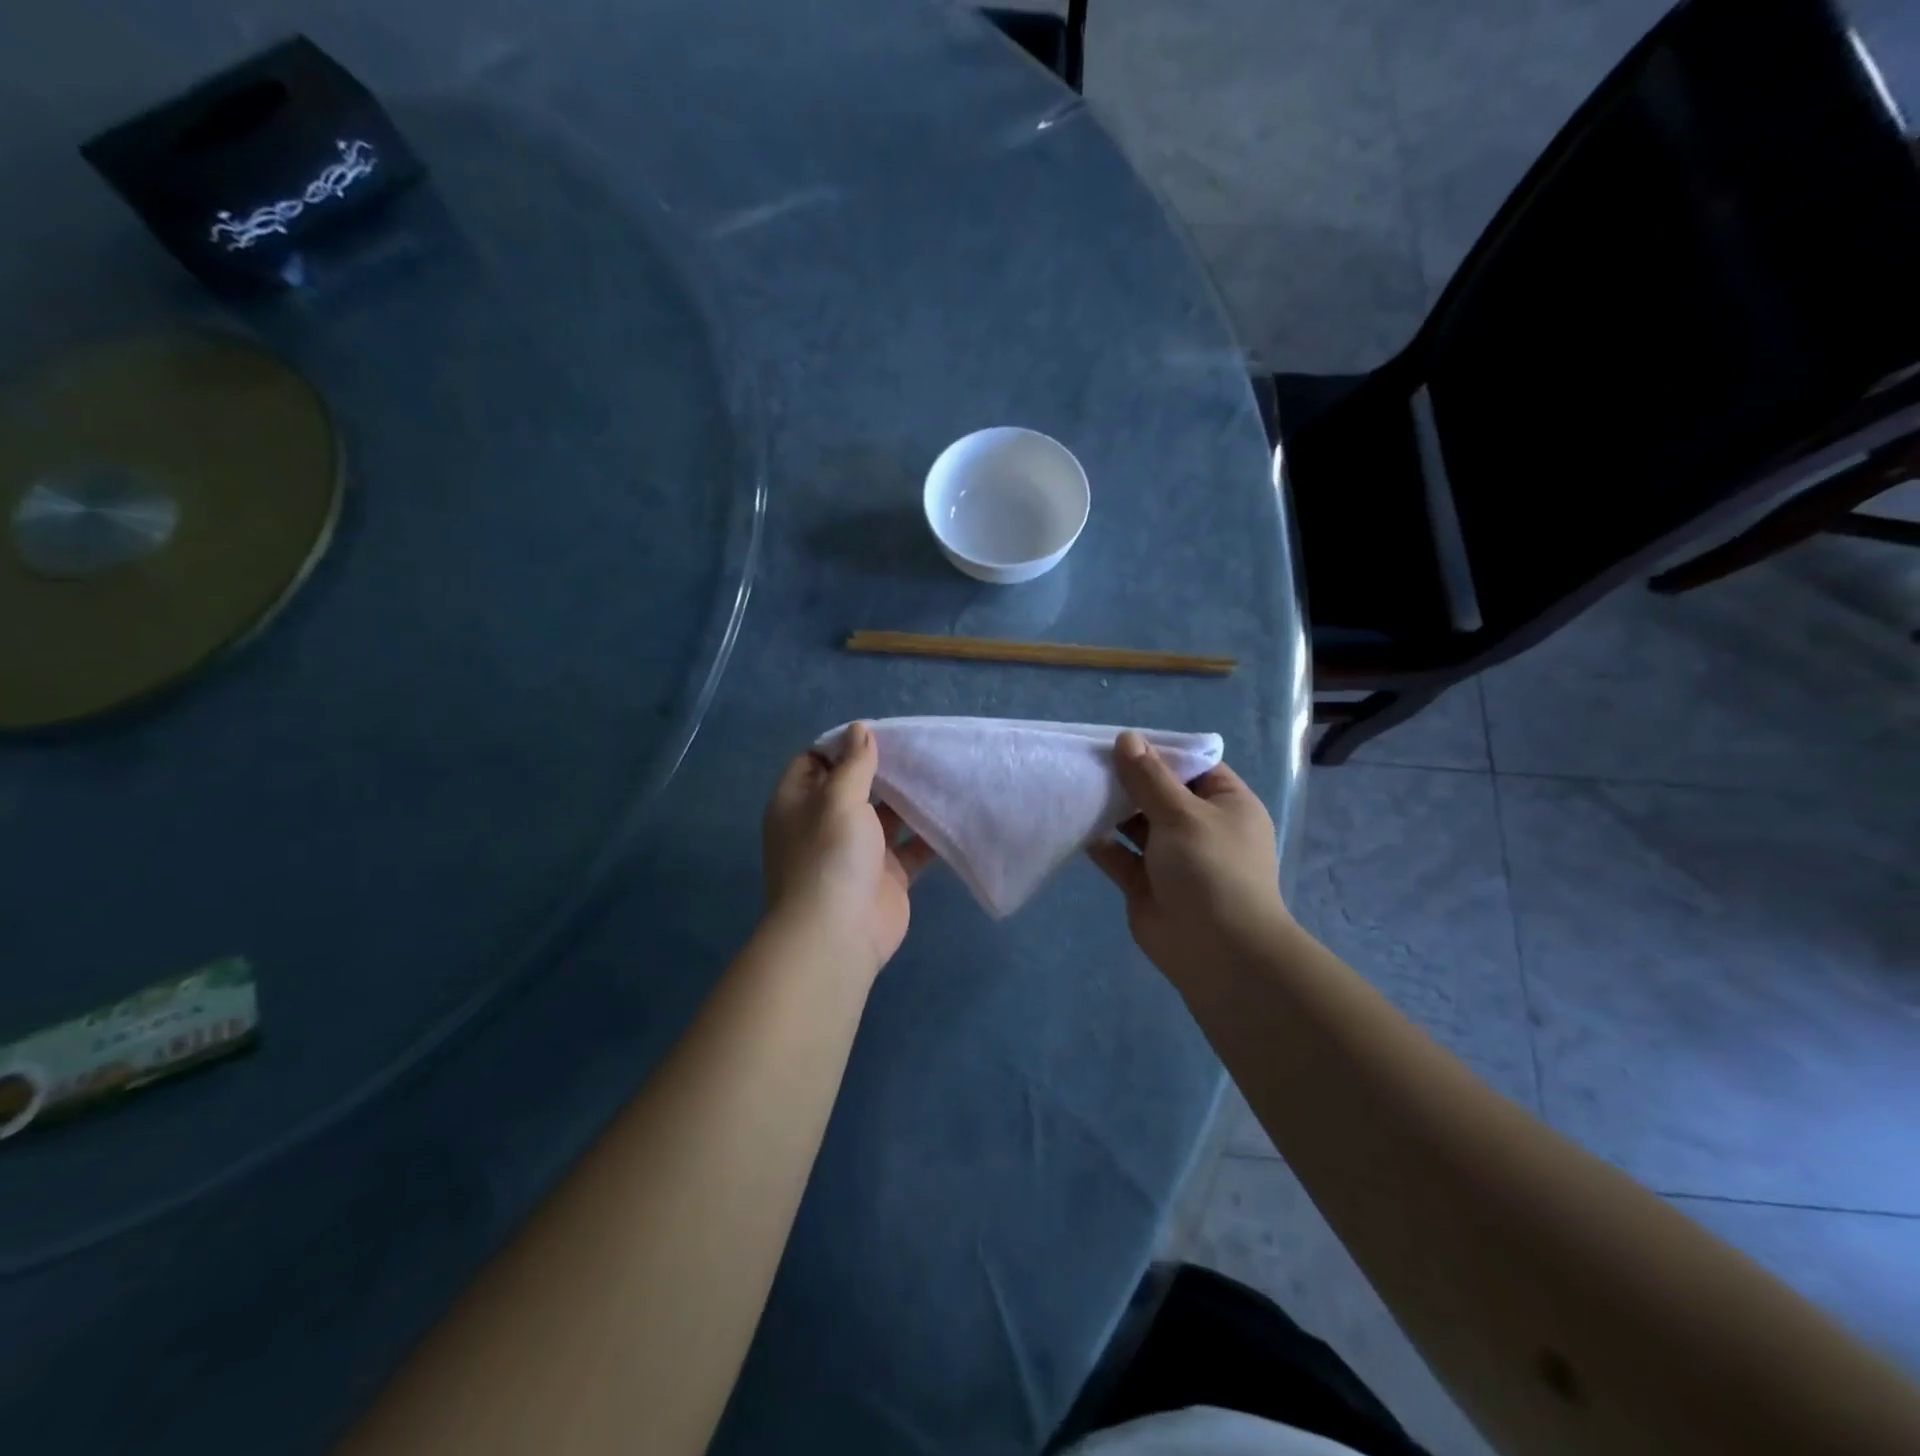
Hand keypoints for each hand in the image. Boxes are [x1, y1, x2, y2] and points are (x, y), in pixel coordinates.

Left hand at [762, 723, 932, 976]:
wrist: (838, 935)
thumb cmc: (830, 857)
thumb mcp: (838, 800)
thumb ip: (853, 765)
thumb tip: (859, 730)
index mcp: (799, 803)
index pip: (814, 761)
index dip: (841, 745)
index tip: (877, 732)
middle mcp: (825, 824)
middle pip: (853, 786)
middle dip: (882, 769)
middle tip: (917, 747)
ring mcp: (857, 851)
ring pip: (884, 816)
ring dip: (908, 799)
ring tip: (939, 771)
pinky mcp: (886, 875)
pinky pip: (909, 848)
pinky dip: (928, 833)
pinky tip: (952, 811)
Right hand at [1087, 732, 1285, 982]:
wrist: (1216, 950)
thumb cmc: (1210, 869)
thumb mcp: (1182, 813)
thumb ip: (1149, 777)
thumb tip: (1127, 738)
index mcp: (1226, 804)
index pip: (1192, 767)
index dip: (1159, 752)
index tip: (1121, 740)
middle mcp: (1200, 827)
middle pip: (1160, 793)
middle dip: (1127, 779)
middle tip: (1088, 759)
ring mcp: (1171, 857)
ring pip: (1136, 823)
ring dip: (1110, 808)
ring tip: (1076, 784)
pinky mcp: (1145, 883)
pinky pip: (1119, 854)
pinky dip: (1099, 841)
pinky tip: (1073, 821)